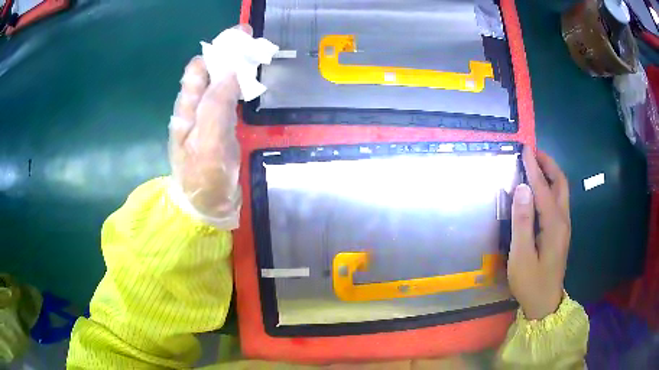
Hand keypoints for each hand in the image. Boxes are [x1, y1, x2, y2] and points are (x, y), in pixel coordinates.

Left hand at [168, 27, 249, 228]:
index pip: (199, 68)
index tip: (241, 39)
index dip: (217, 50)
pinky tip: (252, 86)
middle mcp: (195, 108)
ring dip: (237, 69)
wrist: (206, 209)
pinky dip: (241, 88)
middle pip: (211, 72)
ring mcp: (209, 119)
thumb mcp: (207, 142)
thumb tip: (230, 71)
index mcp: (187, 108)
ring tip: (259, 60)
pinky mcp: (221, 129)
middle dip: (230, 55)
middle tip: (256, 47)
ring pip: (221, 84)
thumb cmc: (203, 179)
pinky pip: (230, 100)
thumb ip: (216, 106)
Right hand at [508, 147, 570, 319]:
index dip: (533, 168)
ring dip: (550, 173)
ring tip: (536, 164)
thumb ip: (522, 222)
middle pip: (560, 183)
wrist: (544, 303)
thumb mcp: (521, 256)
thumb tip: (522, 188)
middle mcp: (563, 221)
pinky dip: (550, 186)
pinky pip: (558, 200)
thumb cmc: (530, 283)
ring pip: (561, 191)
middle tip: (533, 152)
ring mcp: (564, 226)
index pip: (543, 189)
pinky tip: (540, 189)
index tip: (524, 149)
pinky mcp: (561, 232)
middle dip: (548, 164)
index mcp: (554, 225)